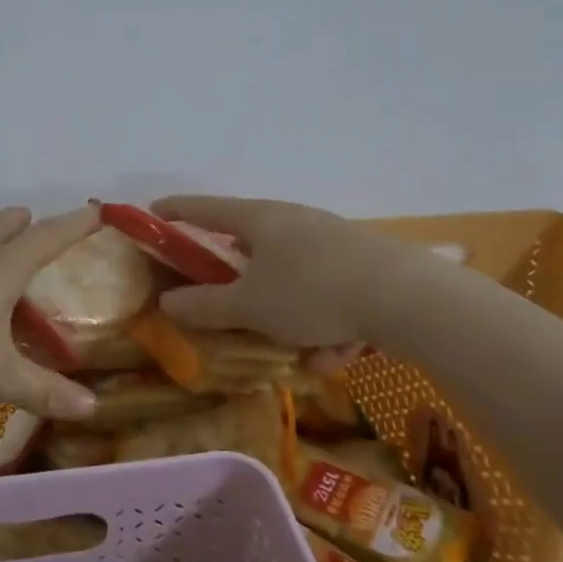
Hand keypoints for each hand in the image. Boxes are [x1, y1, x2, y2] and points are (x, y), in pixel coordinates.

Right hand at [150, 195, 424, 349]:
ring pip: (294, 279)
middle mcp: (293, 220)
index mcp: (259, 219)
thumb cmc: (312, 291)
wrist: (409, 298)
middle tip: (230, 304)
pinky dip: (326, 323)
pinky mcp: (362, 262)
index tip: (153, 210)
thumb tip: (168, 303)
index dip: (176, 210)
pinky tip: (339, 352)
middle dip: (240, 281)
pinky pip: (328, 294)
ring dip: (292, 318)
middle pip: (251, 245)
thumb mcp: (250, 306)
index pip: (204, 208)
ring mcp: (331, 239)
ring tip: (306, 353)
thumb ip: (205, 306)